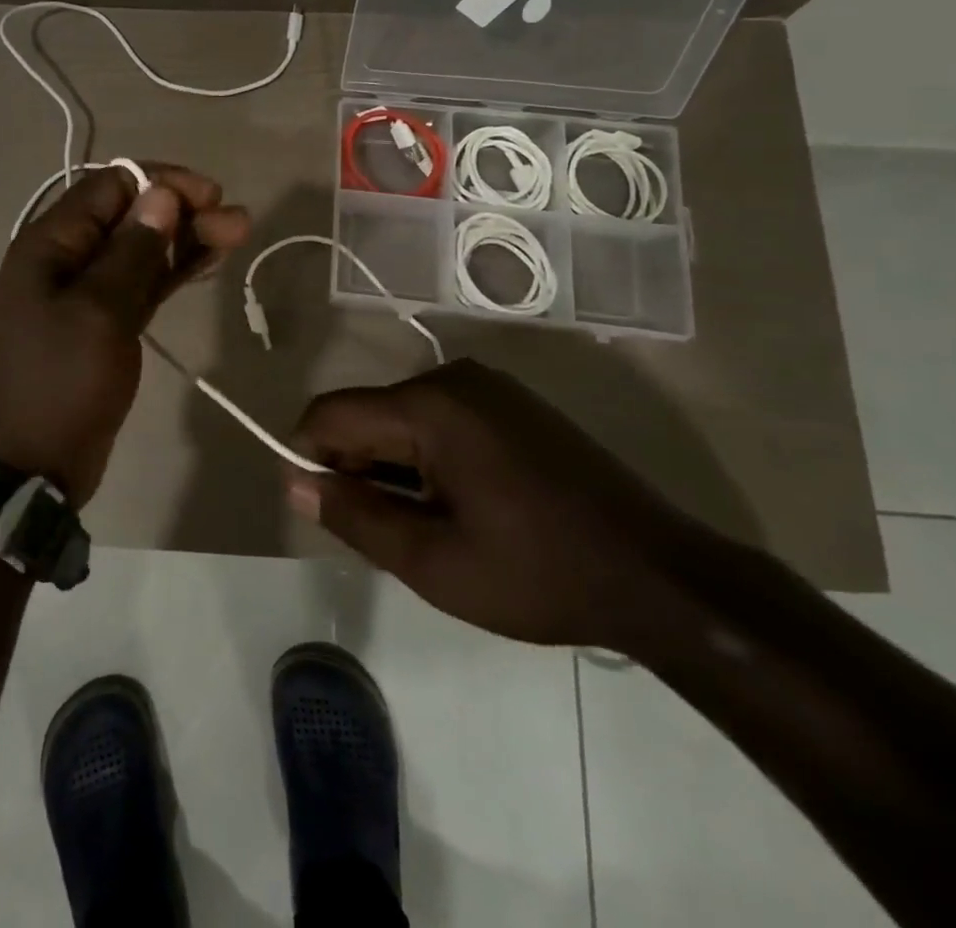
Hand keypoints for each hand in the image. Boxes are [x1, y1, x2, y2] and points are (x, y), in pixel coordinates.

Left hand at [0, 164, 249, 505]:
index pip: (110, 187)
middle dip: (182, 211)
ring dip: (185, 238)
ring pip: (141, 249)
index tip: (209, 197)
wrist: (31, 466)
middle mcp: (65, 258)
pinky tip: (210, 260)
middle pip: (130, 216)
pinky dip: (173, 270)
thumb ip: (132, 251)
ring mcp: (85, 292)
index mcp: (50, 243)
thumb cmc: (60, 383)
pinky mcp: (104, 322)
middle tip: (237, 222)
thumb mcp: (99, 312)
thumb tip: (160, 193)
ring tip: (237, 233)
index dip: (162, 183)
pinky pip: (142, 283)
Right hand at [286, 359, 715, 649]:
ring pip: (404, 419)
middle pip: (369, 413)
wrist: (659, 575)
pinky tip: (455, 507)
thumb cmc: (537, 572)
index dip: (307, 456)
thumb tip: (296, 483)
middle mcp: (453, 379)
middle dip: (355, 467)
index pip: (331, 413)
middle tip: (377, 533)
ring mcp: (489, 388)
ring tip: (420, 528)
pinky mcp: (512, 405)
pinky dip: (426, 460)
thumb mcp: (432, 561)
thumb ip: (355, 516)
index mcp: (429, 406)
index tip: (318, 509)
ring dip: (392, 468)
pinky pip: (441, 420)